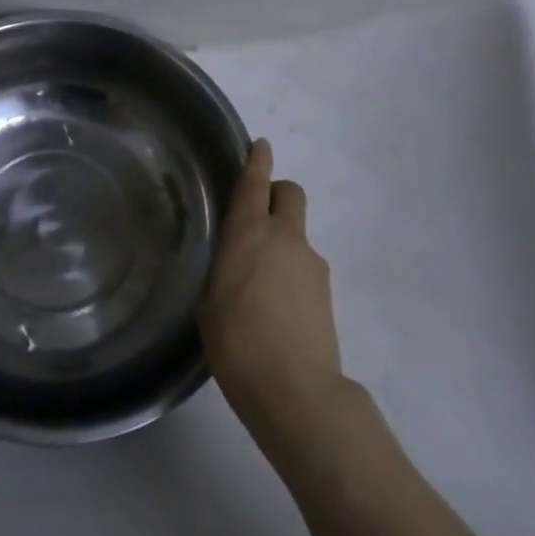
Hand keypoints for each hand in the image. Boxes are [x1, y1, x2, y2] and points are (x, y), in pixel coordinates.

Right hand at [198, 139, 348, 451]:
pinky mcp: (326, 290)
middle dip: (276, 194)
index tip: (260, 145)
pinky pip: (305, 265)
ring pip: (297, 233)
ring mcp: (311, 262)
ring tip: (261, 284)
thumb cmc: (236, 343)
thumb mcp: (209, 303)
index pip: (255, 183)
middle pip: (290, 193)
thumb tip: (229, 263)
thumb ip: (220, 270)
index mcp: (249, 233)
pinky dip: (292, 273)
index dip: (257, 159)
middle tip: (257, 220)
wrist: (295, 390)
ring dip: (282, 242)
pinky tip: (278, 309)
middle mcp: (284, 237)